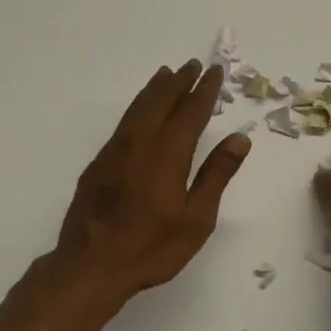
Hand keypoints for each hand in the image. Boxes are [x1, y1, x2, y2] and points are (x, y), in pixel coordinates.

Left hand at [52, 61, 250, 300]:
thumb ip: (216, 175)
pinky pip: (123, 123)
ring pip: (138, 109)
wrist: (91, 265)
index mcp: (168, 155)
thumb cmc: (151, 248)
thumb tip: (238, 139)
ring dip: (155, 90)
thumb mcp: (196, 218)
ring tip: (166, 74)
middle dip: (179, 82)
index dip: (204, 91)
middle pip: (161, 103)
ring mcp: (115, 152)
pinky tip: (140, 112)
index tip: (214, 72)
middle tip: (192, 65)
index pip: (190, 113)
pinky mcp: (99, 164)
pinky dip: (137, 107)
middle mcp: (140, 144)